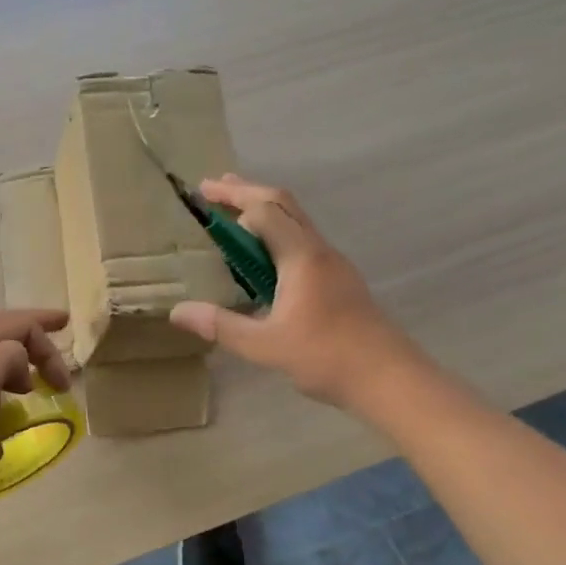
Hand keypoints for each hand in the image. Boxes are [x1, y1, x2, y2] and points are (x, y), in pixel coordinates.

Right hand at [169, 175, 424, 406]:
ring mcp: (333, 264)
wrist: (388, 377)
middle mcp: (319, 251)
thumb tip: (177, 312)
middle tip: (213, 187)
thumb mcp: (265, 346)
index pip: (264, 212)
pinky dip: (278, 232)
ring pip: (297, 221)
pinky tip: (264, 256)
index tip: (203, 196)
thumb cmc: (325, 357)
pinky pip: (303, 241)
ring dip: (264, 210)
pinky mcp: (339, 279)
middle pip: (283, 204)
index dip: (233, 201)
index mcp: (301, 257)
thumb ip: (221, 325)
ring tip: (234, 212)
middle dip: (247, 191)